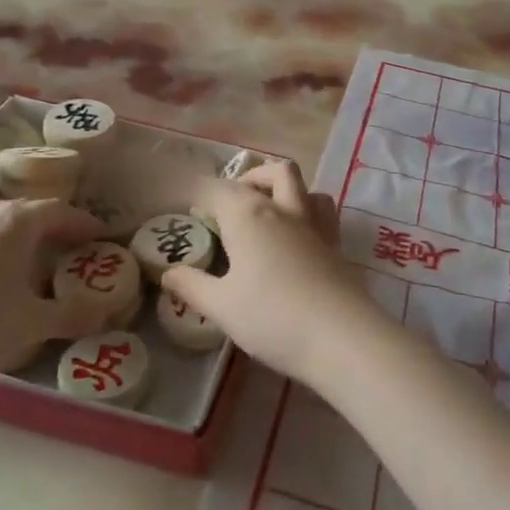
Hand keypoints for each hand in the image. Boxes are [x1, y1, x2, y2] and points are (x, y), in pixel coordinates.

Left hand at [0, 198, 109, 407]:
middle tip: (62, 246)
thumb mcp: (34, 324)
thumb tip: (106, 312)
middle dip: (45, 223)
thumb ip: (74, 314)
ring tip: (14, 248)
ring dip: (4, 224)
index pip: (58, 211)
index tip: (98, 236)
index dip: (81, 222)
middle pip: (21, 208)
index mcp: (14, 222)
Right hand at [162, 161, 381, 385]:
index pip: (217, 188)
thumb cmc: (272, 317)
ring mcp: (315, 225)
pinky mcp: (337, 245)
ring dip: (284, 190)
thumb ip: (192, 286)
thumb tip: (168, 273)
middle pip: (271, 172)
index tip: (183, 206)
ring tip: (267, 214)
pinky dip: (307, 212)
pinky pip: (322, 212)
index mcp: (249, 215)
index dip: (198, 193)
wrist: (341, 337)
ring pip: (303, 186)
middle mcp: (284, 209)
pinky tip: (297, 239)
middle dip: (249, 179)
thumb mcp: (221, 307)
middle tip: (230, 207)